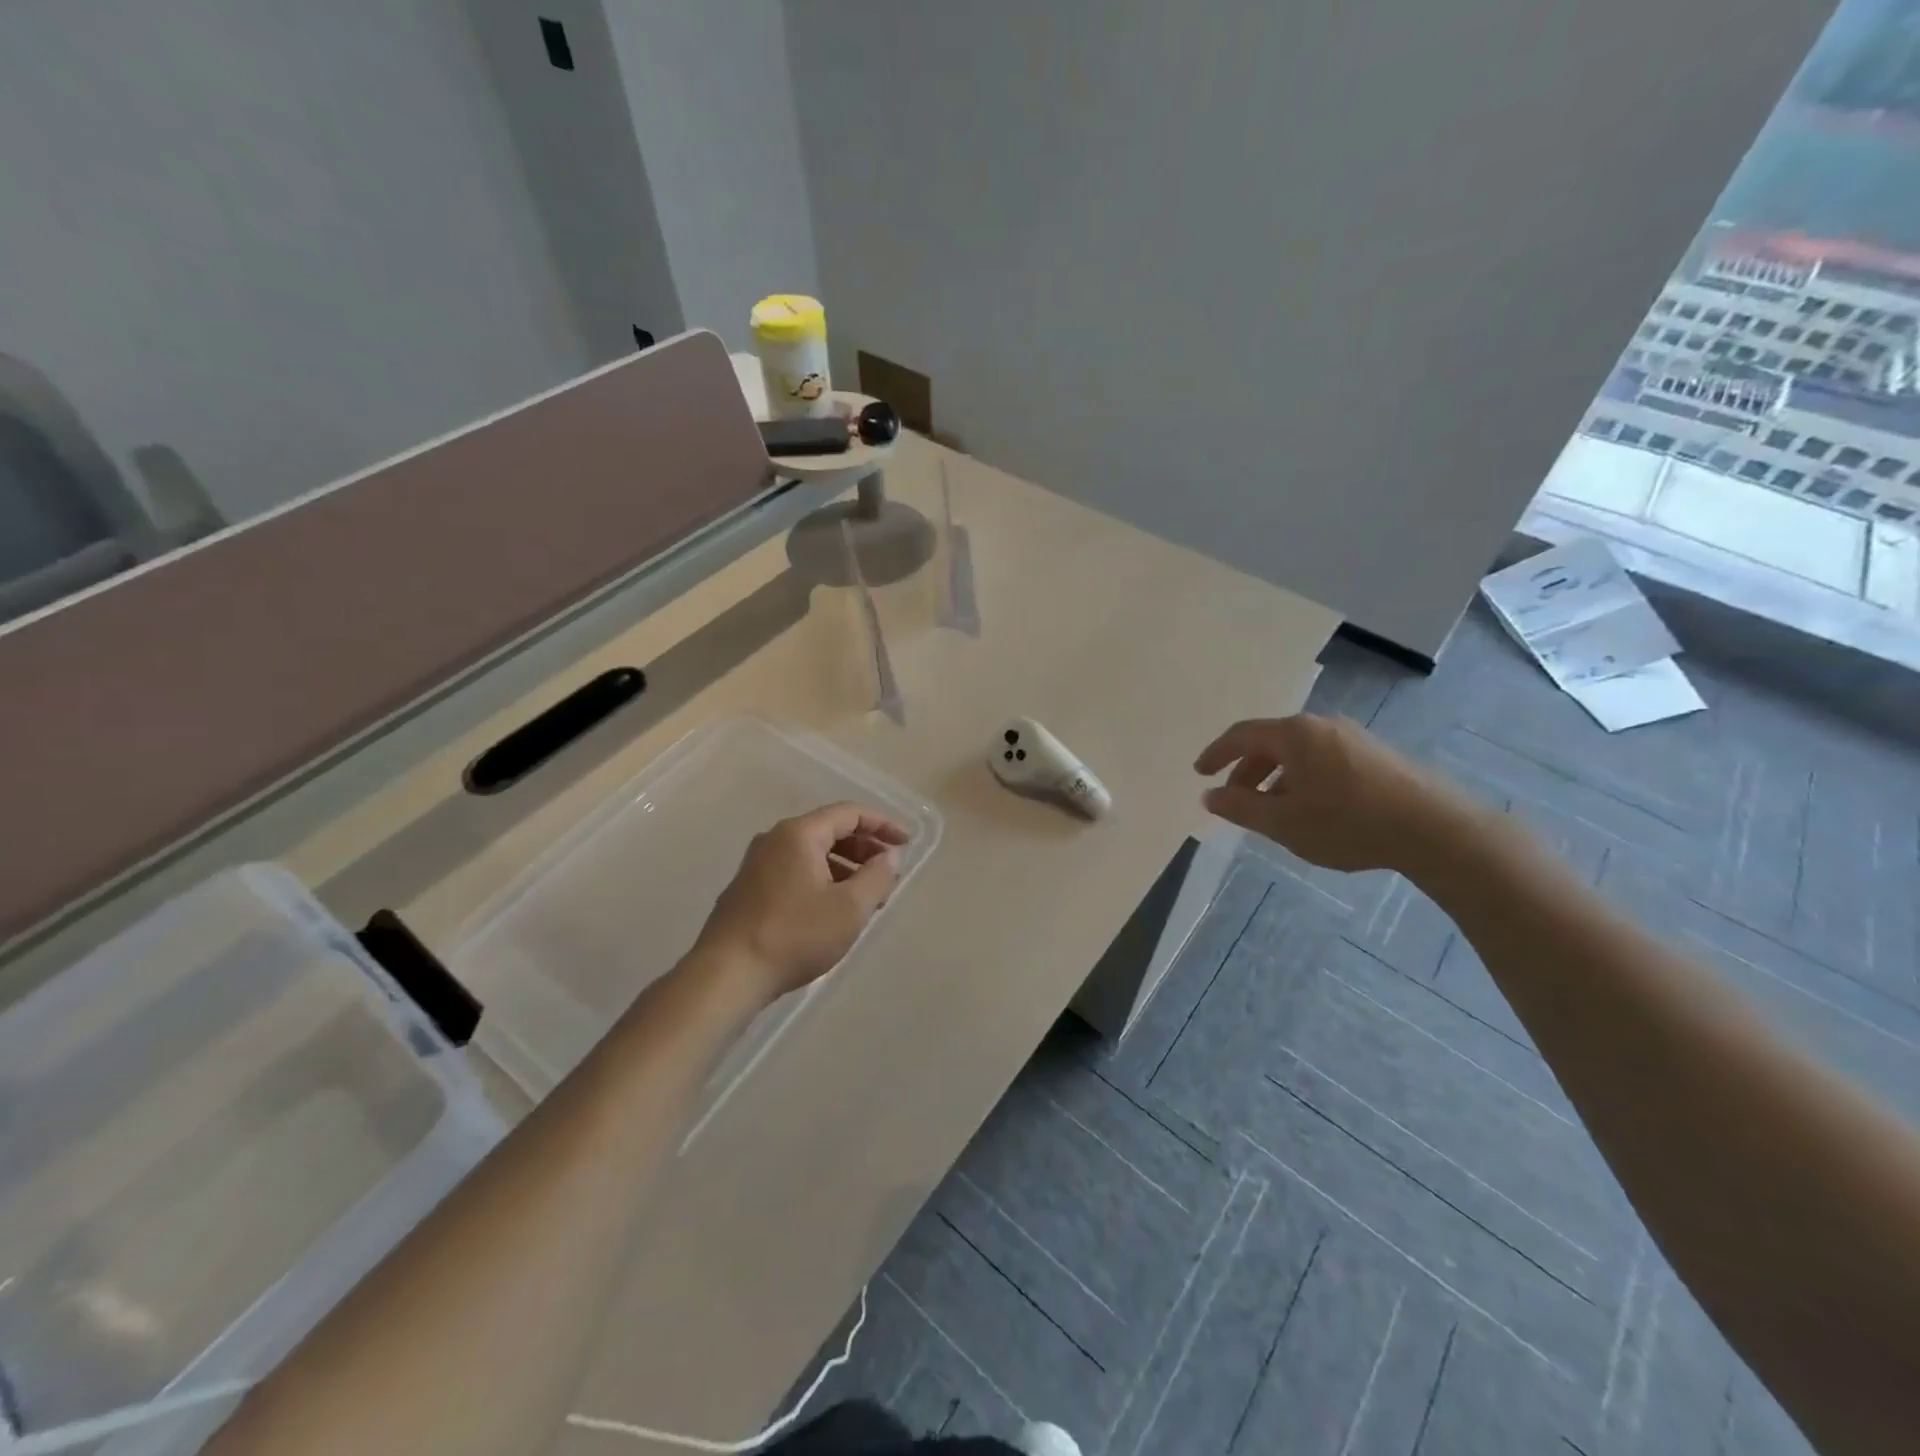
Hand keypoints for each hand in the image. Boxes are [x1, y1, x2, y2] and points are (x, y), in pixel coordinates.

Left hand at [694, 802, 908, 1002]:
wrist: (726, 975)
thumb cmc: (794, 935)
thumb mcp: (849, 908)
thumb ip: (877, 877)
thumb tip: (890, 856)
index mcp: (799, 834)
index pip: (849, 813)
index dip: (883, 824)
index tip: (907, 842)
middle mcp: (775, 840)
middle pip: (829, 830)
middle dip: (864, 847)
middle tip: (890, 871)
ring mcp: (757, 865)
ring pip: (812, 854)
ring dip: (845, 867)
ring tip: (868, 896)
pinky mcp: (748, 890)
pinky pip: (795, 872)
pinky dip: (822, 880)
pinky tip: (834, 910)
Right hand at [1194, 714, 1474, 873]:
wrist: (1436, 829)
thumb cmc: (1349, 823)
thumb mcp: (1283, 822)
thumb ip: (1240, 808)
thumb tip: (1209, 796)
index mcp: (1294, 734)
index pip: (1241, 735)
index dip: (1216, 754)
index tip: (1200, 774)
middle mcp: (1321, 725)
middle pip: (1270, 742)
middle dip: (1246, 771)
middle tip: (1235, 800)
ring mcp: (1352, 737)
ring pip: (1298, 752)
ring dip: (1275, 777)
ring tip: (1272, 811)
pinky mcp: (1376, 754)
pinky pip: (1322, 759)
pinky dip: (1302, 778)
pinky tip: (1311, 808)